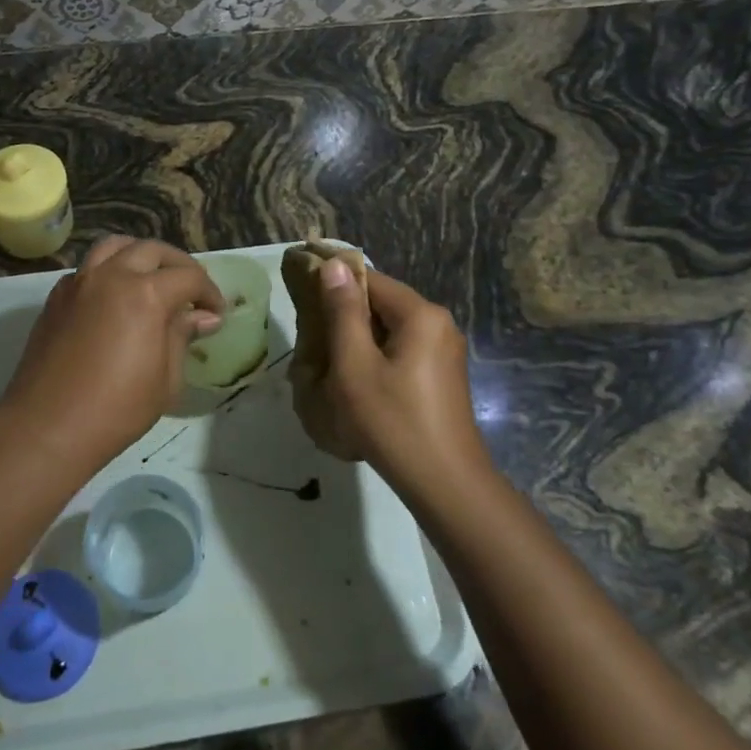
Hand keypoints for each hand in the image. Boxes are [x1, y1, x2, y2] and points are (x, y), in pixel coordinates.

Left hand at [0, 236, 223, 470]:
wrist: (47, 427)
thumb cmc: (116, 409)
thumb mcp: (166, 379)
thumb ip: (183, 336)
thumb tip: (204, 317)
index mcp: (145, 294)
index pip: (188, 277)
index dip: (209, 292)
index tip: (217, 312)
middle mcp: (111, 276)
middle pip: (152, 250)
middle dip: (178, 265)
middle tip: (191, 291)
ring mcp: (79, 282)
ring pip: (114, 247)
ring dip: (139, 255)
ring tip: (151, 278)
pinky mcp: (56, 297)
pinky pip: (87, 268)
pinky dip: (108, 271)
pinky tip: (114, 298)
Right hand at [316, 264, 486, 492]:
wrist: (445, 484)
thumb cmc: (393, 421)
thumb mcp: (356, 365)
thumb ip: (343, 312)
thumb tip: (335, 265)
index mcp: (421, 314)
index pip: (371, 280)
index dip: (336, 284)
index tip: (304, 298)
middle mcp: (440, 323)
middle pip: (384, 304)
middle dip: (348, 316)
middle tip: (313, 338)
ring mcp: (446, 351)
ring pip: (392, 329)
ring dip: (361, 339)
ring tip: (330, 362)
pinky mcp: (444, 375)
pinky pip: (404, 350)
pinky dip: (379, 356)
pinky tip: (360, 382)